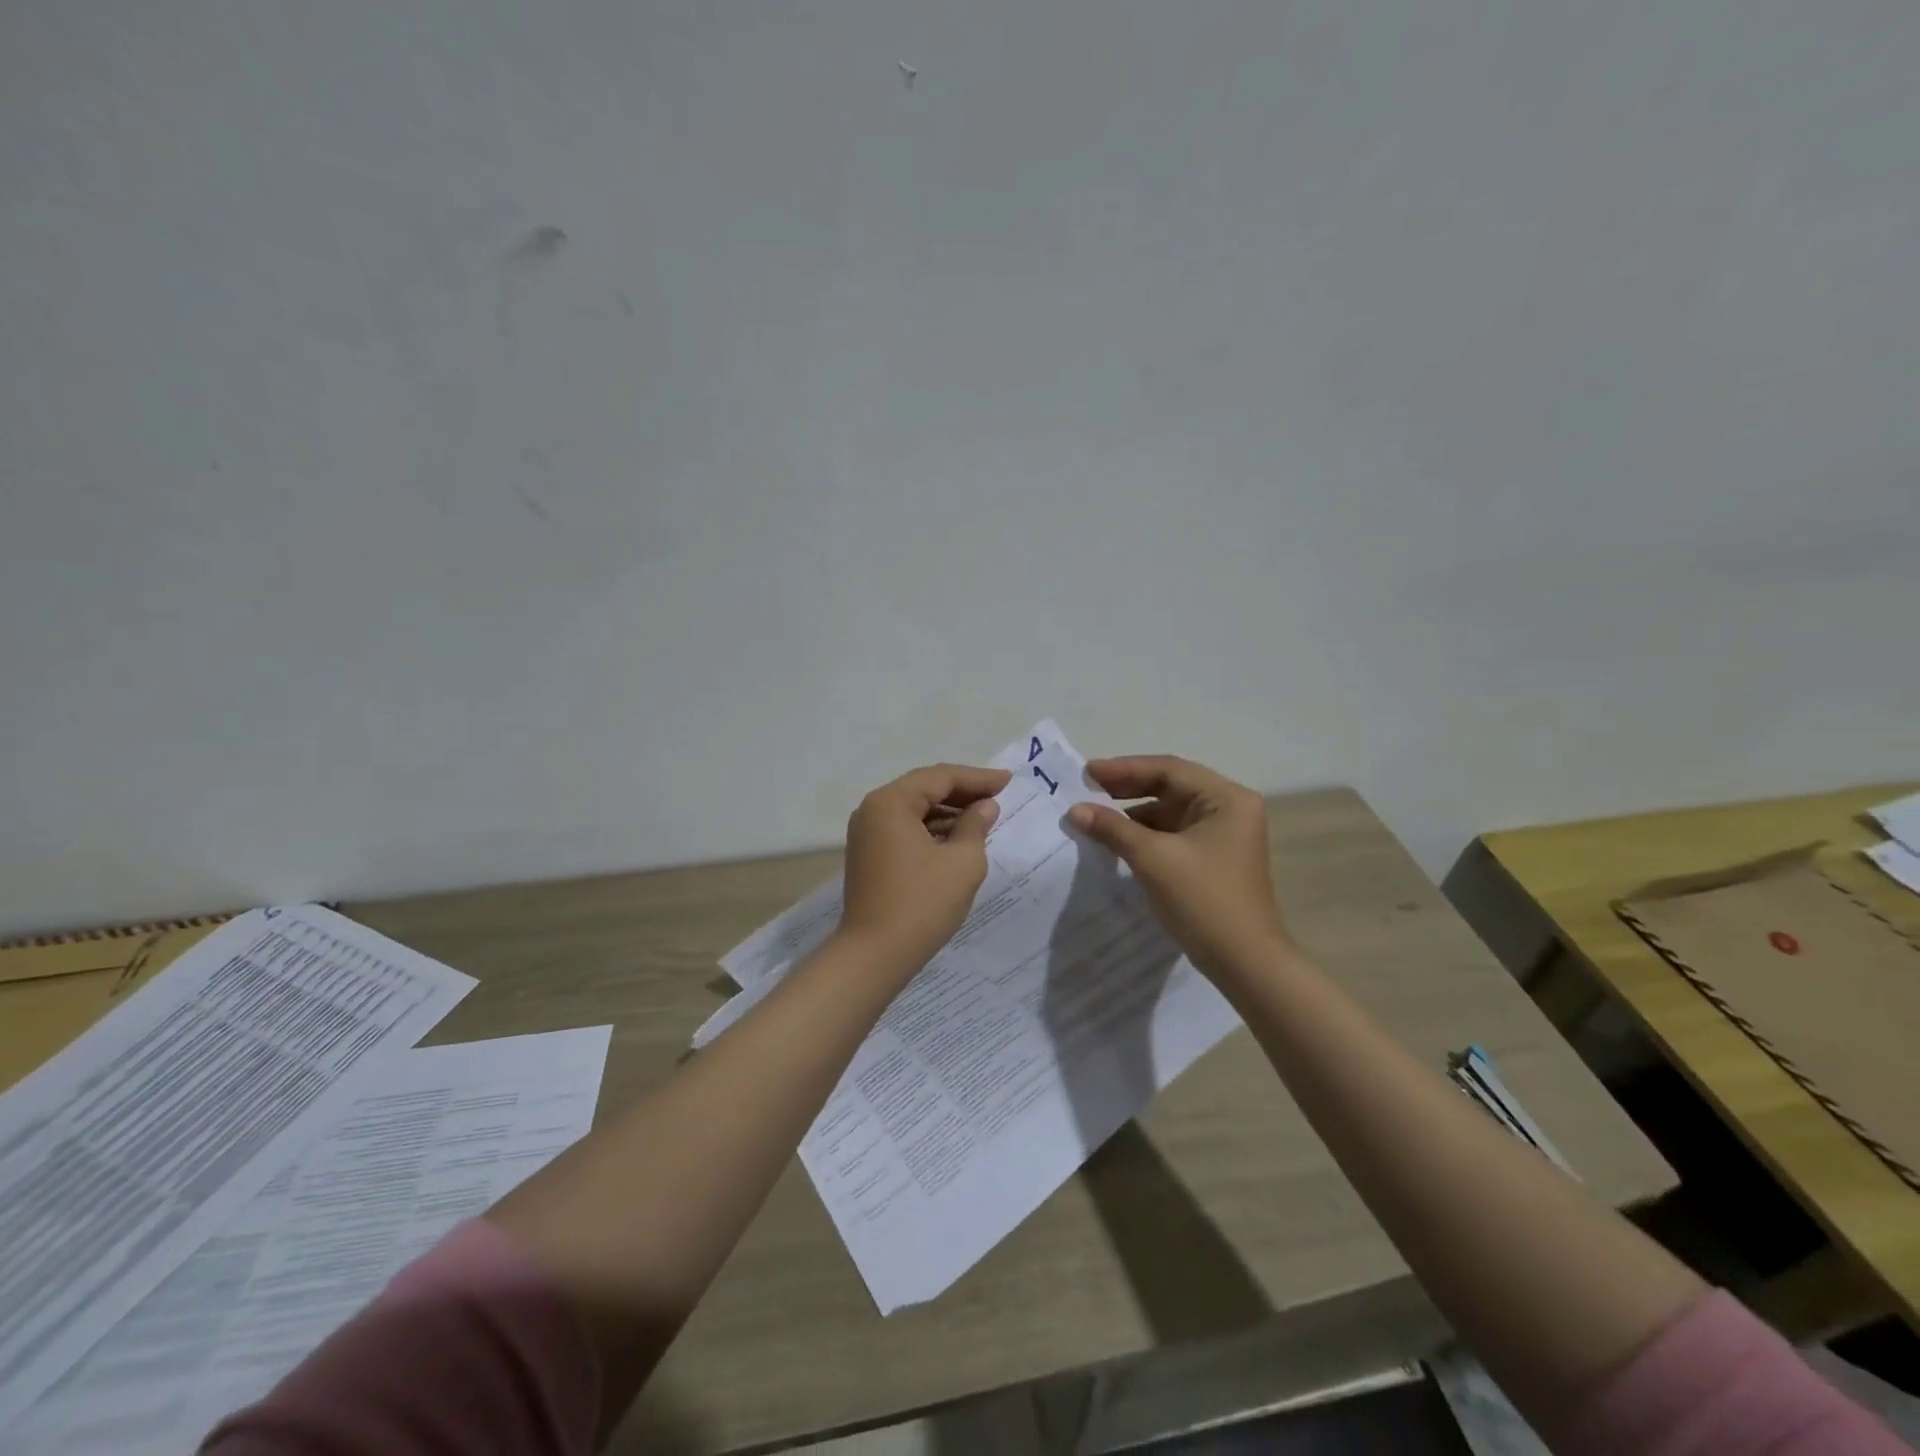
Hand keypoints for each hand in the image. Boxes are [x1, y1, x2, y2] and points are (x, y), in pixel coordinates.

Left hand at [837, 763, 1010, 973]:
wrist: (875, 955)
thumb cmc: (922, 903)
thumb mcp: (962, 862)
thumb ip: (976, 826)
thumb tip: (985, 806)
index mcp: (891, 802)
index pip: (940, 777)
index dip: (978, 778)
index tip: (1008, 781)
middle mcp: (873, 810)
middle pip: (924, 789)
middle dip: (963, 792)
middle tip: (998, 796)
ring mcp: (867, 833)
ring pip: (915, 810)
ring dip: (948, 812)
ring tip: (984, 818)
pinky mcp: (869, 855)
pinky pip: (905, 829)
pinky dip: (932, 830)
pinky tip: (958, 839)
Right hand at [1068, 755, 1291, 982]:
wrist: (1245, 964)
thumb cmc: (1204, 901)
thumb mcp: (1153, 859)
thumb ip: (1113, 829)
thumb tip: (1074, 810)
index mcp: (1226, 799)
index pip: (1169, 770)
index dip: (1124, 769)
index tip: (1087, 772)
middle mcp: (1229, 809)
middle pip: (1171, 787)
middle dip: (1128, 789)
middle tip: (1086, 789)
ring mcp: (1224, 835)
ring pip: (1170, 812)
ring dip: (1134, 814)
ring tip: (1095, 816)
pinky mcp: (1214, 858)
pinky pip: (1174, 834)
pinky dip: (1145, 835)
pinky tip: (1117, 841)